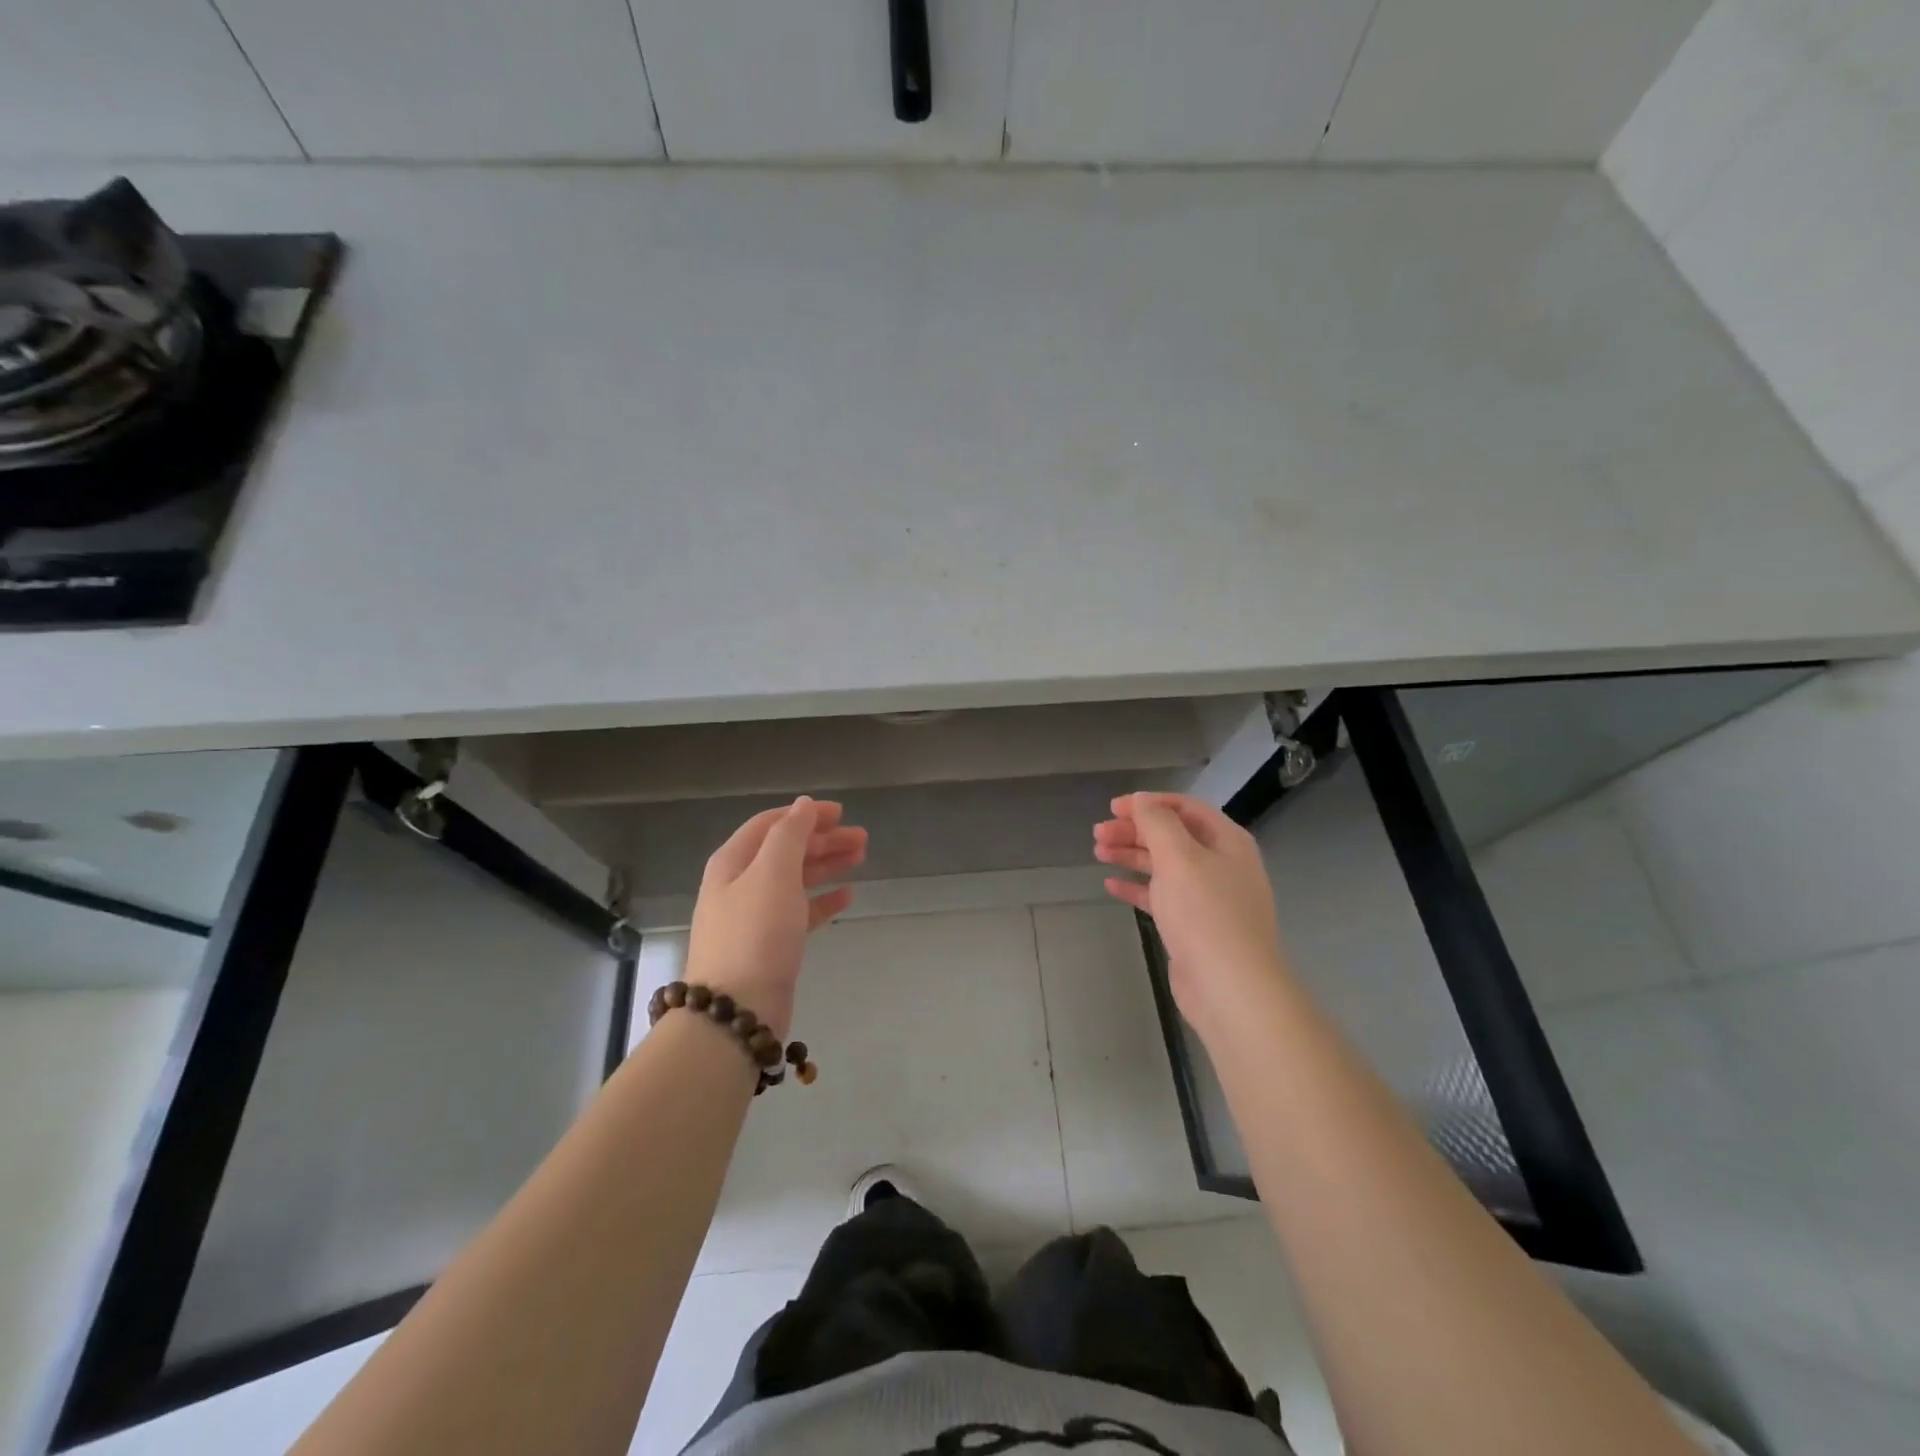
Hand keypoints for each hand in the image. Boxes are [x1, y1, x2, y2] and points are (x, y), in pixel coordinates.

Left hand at [685, 797, 865, 1039]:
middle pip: (785, 850)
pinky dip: (823, 900)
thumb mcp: (773, 872)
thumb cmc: (756, 933)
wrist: (737, 1011)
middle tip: (862, 838)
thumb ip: (790, 834)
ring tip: (861, 858)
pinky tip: (847, 895)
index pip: (771, 824)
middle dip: (823, 840)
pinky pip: (800, 912)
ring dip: (826, 865)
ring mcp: (754, 916)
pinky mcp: (770, 945)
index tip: (841, 812)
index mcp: (733, 861)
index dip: (805, 814)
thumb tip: (802, 806)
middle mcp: (740, 884)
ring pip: (795, 879)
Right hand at [1094, 792, 1286, 1036]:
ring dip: (1132, 855)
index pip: (1185, 808)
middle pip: (1172, 836)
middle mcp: (1221, 864)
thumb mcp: (1179, 857)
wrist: (1230, 987)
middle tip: (1098, 833)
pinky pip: (1162, 896)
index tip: (1113, 807)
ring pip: (1164, 866)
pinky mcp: (1194, 926)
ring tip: (1099, 852)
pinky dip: (1137, 887)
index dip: (1148, 803)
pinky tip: (1111, 885)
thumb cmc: (1205, 913)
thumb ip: (1157, 822)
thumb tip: (1142, 800)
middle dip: (1135, 830)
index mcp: (1226, 841)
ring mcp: (1209, 897)